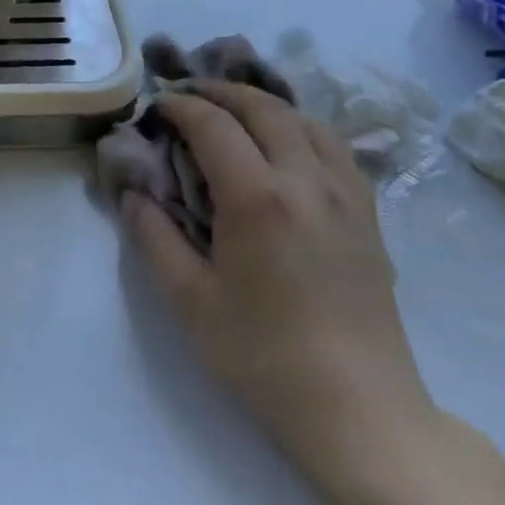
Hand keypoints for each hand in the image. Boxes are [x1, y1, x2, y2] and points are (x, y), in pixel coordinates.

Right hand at [122, 80, 434, 491]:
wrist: (360, 411)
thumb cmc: (264, 357)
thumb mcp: (190, 301)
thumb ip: (154, 237)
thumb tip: (134, 194)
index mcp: (258, 198)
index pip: (214, 125)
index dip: (181, 106)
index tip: (158, 107)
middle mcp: (306, 181)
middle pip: (264, 109)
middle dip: (221, 92)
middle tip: (190, 95)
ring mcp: (346, 196)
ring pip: (306, 121)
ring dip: (265, 105)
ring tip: (236, 113)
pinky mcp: (370, 217)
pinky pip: (336, 149)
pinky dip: (302, 129)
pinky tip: (287, 149)